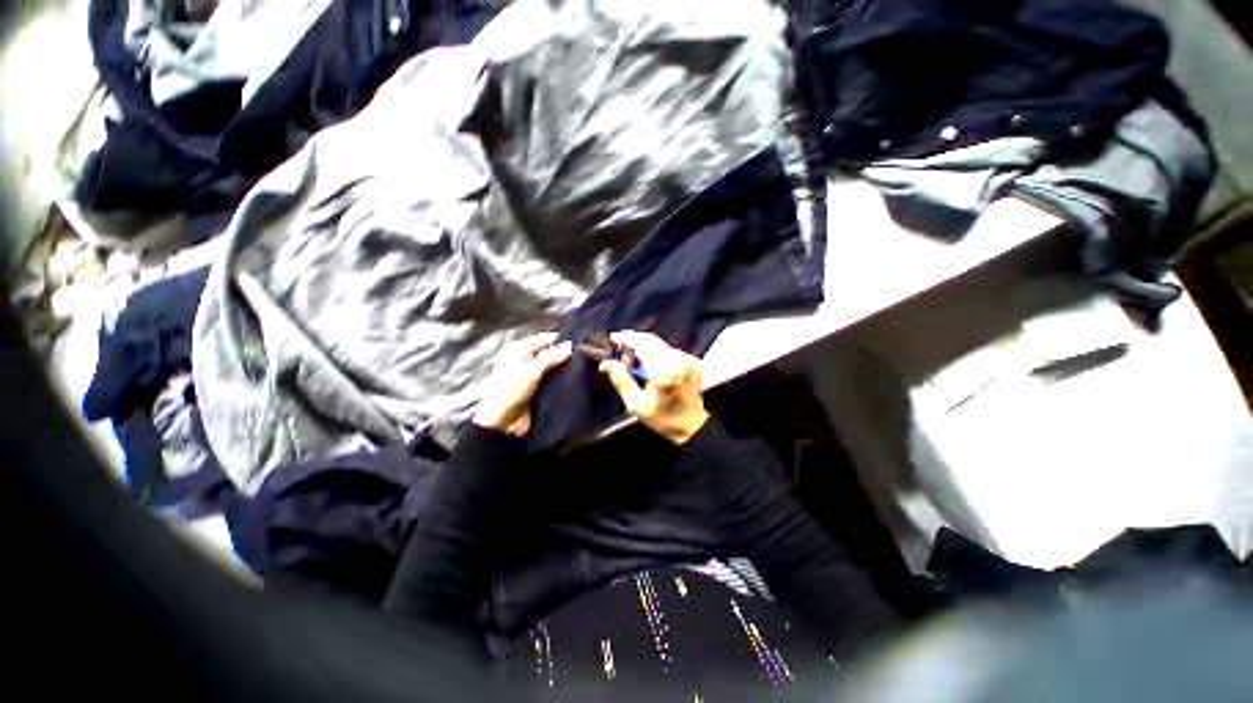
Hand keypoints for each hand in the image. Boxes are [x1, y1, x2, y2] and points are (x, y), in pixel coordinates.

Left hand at [473, 333, 571, 435]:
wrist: (500, 423)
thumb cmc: (508, 392)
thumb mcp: (531, 371)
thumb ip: (550, 357)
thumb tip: (569, 346)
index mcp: (518, 349)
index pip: (544, 339)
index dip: (560, 341)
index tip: (579, 346)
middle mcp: (524, 360)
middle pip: (549, 353)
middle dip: (562, 356)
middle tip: (581, 359)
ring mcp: (529, 375)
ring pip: (551, 368)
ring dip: (562, 370)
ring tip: (579, 371)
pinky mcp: (535, 390)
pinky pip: (551, 381)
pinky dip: (559, 381)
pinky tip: (570, 382)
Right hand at [598, 331, 709, 444]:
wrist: (692, 425)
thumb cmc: (663, 419)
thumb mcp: (636, 404)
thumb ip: (621, 380)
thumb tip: (606, 363)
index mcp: (664, 371)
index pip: (642, 344)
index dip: (626, 338)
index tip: (612, 338)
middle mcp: (677, 360)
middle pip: (650, 339)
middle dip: (633, 341)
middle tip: (619, 351)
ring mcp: (686, 358)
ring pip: (658, 343)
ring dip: (643, 346)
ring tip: (631, 361)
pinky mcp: (691, 360)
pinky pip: (667, 348)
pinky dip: (654, 351)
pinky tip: (647, 364)